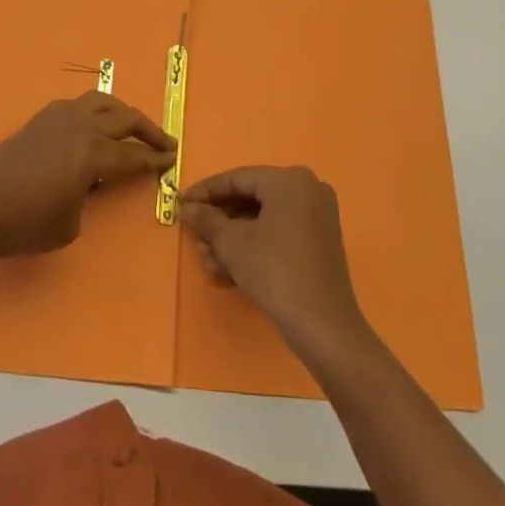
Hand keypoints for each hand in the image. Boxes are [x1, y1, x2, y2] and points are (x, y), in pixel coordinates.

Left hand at [0, 93, 174, 259]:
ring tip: (133, 124)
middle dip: (149, 129)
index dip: (154, 159)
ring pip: (101, 101)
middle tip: (166, 141)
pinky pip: (78, 106)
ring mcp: (59, 118)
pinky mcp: (40, 119)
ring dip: (122, 111)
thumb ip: (86, 198)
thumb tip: (84, 184)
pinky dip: (95, 110)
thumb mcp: (69, 224)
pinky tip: (93, 124)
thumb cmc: (25, 223)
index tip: (172, 160)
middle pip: (124, 118)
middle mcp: (81, 127)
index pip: (133, 155)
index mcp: (93, 153)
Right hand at [181, 166, 368, 361]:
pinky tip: (229, 271)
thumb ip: (206, 220)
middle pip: (251, 199)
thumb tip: (187, 208)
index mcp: (289, 180)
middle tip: (194, 237)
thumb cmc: (275, 272)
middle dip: (219, 222)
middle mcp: (307, 190)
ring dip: (232, 240)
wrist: (323, 327)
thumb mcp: (232, 244)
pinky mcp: (320, 243)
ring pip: (263, 220)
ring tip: (208, 261)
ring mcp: (317, 217)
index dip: (206, 192)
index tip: (181, 203)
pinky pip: (279, 234)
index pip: (238, 178)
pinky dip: (254, 248)